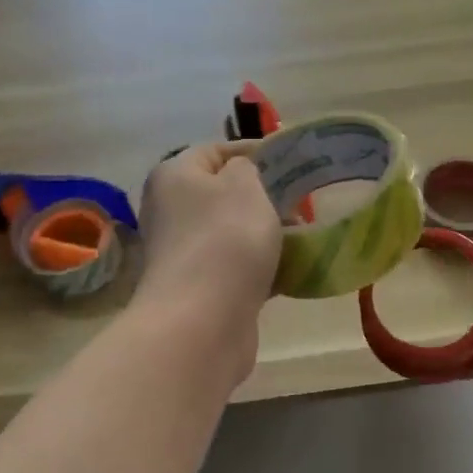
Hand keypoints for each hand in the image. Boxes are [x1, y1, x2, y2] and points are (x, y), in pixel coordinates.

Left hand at [137, 144, 281, 379]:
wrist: (203, 321)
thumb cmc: (225, 239)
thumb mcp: (245, 185)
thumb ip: (246, 167)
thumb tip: (240, 174)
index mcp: (173, 176)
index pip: (215, 151)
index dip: (253, 151)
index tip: (291, 161)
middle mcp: (170, 211)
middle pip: (222, 194)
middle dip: (263, 197)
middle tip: (300, 202)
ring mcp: (182, 253)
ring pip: (231, 233)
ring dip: (264, 234)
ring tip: (302, 236)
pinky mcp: (198, 289)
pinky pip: (235, 268)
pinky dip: (260, 268)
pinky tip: (290, 271)